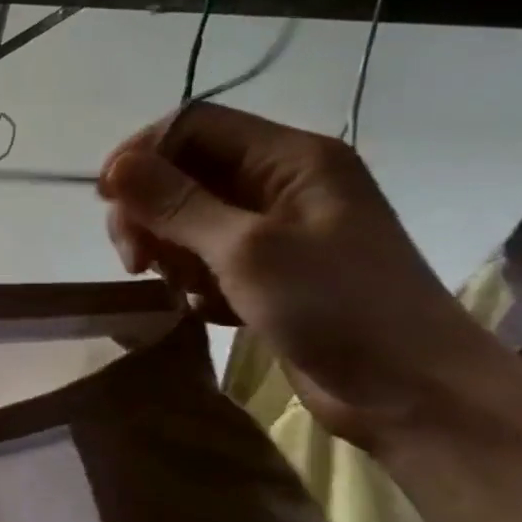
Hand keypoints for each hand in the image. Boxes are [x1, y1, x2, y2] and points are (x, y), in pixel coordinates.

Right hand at [98, 104, 507, 450]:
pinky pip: (202, 255)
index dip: (142, 153)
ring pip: (185, 216)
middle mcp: (280, 183)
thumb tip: (114, 167)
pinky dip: (189, 278)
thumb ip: (176, 204)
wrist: (414, 396)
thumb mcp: (247, 249)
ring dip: (165, 248)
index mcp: (290, 158)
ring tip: (174, 287)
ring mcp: (273, 228)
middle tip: (135, 259)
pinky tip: (202, 307)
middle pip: (182, 171)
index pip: (193, 125)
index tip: (107, 200)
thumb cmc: (338, 308)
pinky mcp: (266, 271)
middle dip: (148, 210)